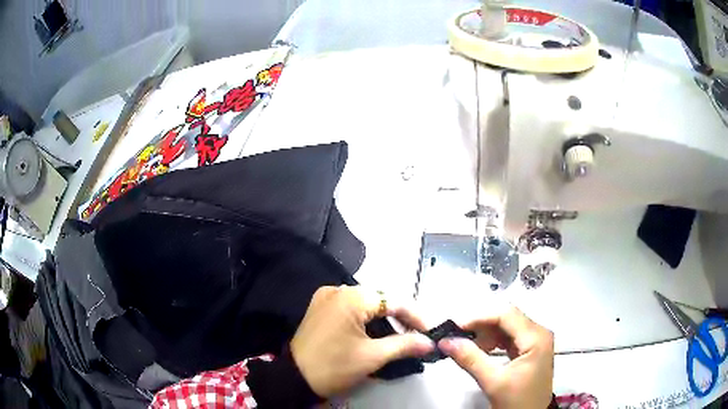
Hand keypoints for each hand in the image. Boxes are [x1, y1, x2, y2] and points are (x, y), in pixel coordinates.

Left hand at [291, 286, 434, 397]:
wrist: (294, 378)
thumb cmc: (334, 367)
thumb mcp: (372, 357)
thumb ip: (405, 345)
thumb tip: (430, 343)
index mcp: (351, 297)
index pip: (394, 300)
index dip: (417, 317)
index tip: (432, 332)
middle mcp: (338, 289)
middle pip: (381, 300)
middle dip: (402, 318)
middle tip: (420, 335)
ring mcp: (327, 297)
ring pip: (367, 304)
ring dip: (386, 319)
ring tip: (403, 336)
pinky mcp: (320, 308)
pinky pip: (352, 308)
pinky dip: (368, 319)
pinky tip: (379, 333)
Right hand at [439, 306, 553, 408]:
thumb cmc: (518, 402)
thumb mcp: (494, 382)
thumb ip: (471, 359)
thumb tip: (446, 341)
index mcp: (536, 338)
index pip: (506, 315)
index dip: (479, 318)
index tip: (455, 327)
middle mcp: (539, 334)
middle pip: (507, 318)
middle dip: (481, 325)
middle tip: (456, 335)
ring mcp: (536, 342)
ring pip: (507, 327)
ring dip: (485, 334)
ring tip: (465, 344)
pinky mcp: (530, 351)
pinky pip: (509, 338)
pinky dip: (492, 342)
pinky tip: (479, 350)